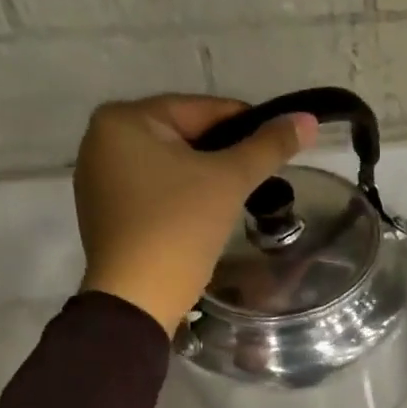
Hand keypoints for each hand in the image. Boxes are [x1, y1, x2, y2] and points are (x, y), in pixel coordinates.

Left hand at [73, 94, 316, 332]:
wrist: (138, 298)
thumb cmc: (180, 228)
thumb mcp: (229, 181)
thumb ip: (269, 147)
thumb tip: (307, 120)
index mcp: (125, 118)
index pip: (201, 109)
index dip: (246, 124)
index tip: (278, 143)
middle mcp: (102, 139)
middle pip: (183, 136)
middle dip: (223, 154)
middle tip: (261, 176)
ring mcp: (99, 178)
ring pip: (169, 166)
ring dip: (204, 177)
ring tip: (238, 198)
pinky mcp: (105, 213)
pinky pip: (153, 192)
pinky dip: (181, 198)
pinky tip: (204, 217)